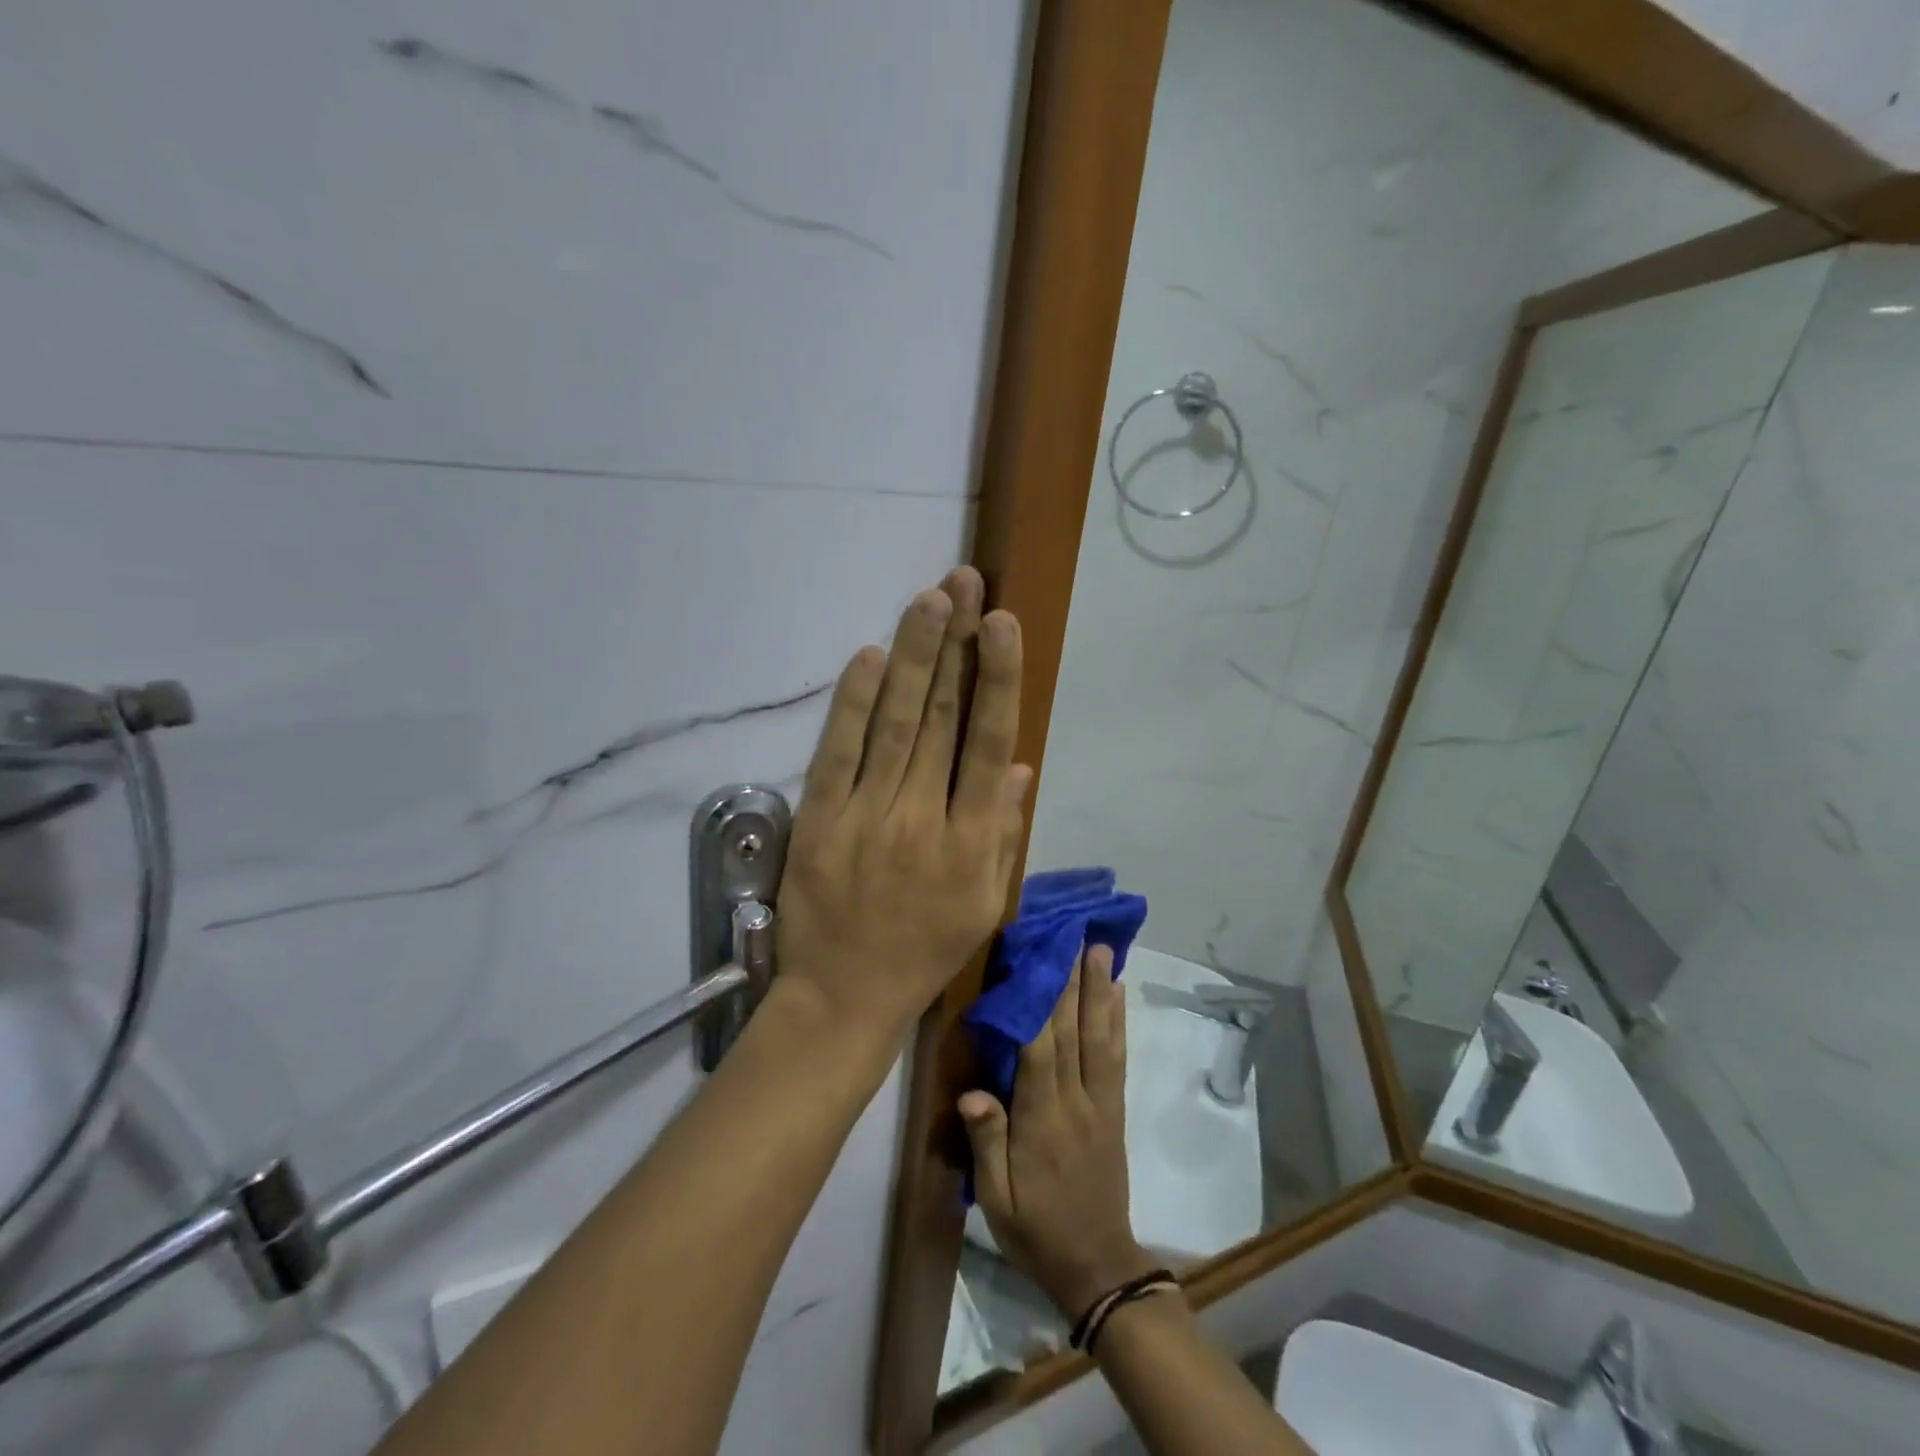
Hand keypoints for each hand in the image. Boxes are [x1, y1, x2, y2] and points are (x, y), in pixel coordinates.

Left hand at [774, 566, 1031, 1049]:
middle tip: (964, 585)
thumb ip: (1005, 832)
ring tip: (930, 600)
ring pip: (895, 723)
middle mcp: (923, 818)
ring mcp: (867, 815)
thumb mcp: (985, 903)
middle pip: (942, 718)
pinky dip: (854, 702)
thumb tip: (1018, 763)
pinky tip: (870, 656)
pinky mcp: (820, 819)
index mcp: (972, 842)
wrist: (844, 996)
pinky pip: (838, 751)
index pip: (988, 743)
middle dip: (956, 644)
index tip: (1003, 624)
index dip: (998, 679)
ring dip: (913, 656)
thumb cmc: (924, 951)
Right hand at [959, 946, 1157, 1319]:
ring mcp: (1101, 1103)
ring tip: (1101, 950)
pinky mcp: (1115, 1110)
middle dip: (1072, 981)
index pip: (1039, 1052)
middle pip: (1073, 1033)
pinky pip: (1117, 1058)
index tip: (1035, 961)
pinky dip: (1118, 1021)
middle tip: (1074, 935)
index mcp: (1042, 1121)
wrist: (1097, 1266)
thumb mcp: (998, 1199)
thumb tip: (972, 1091)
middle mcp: (1076, 1102)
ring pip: (1101, 1037)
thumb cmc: (1036, 1229)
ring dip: (1100, 991)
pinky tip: (1119, 995)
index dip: (1038, 1004)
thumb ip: (987, 1143)